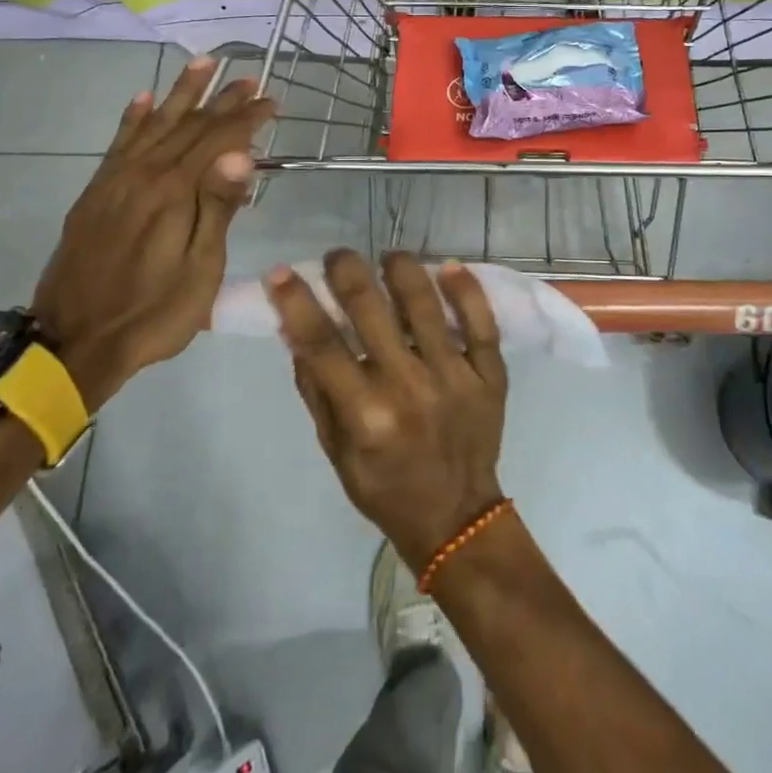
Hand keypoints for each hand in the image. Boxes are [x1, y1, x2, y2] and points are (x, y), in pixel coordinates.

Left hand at [33, 58, 273, 411]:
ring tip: (202, 64)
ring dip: (180, 93)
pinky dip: (133, 119)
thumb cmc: (154, 312)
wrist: (74, 342)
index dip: (246, 118)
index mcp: (174, 193)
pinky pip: (117, 144)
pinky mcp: (96, 194)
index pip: (218, 140)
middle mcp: (143, 175)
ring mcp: (115, 182)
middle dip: (221, 99)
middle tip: (249, 78)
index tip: (272, 100)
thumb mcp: (200, 270)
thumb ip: (218, 207)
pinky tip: (142, 100)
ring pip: (153, 124)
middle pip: (188, 126)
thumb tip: (241, 153)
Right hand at [266, 250, 507, 572]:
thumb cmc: (385, 486)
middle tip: (340, 256)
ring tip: (390, 257)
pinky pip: (482, 322)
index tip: (281, 272)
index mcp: (365, 413)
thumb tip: (294, 329)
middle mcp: (408, 387)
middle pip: (371, 310)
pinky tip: (449, 267)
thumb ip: (316, 389)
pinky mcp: (490, 375)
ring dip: (402, 269)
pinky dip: (466, 290)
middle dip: (347, 271)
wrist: (456, 516)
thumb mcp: (336, 450)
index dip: (297, 301)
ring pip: (426, 305)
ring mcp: (454, 377)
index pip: (322, 342)